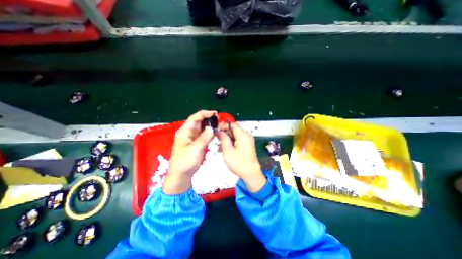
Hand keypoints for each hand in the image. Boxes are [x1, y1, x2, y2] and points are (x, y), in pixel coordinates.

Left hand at [164, 110, 217, 194]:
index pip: (194, 118)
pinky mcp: (197, 143)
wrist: (181, 175)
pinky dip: (210, 133)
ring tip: (220, 126)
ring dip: (211, 126)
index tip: (215, 113)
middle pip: (199, 122)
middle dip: (209, 120)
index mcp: (185, 131)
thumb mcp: (195, 149)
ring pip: (203, 128)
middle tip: (220, 121)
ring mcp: (193, 138)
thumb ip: (203, 138)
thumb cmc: (185, 162)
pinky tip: (216, 133)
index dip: (204, 114)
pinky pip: (204, 135)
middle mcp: (189, 132)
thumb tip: (211, 128)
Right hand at [218, 123, 264, 191]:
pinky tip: (226, 148)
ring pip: (235, 135)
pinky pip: (238, 140)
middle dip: (225, 132)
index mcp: (243, 135)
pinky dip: (232, 142)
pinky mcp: (248, 145)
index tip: (216, 129)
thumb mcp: (228, 151)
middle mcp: (247, 135)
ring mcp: (248, 140)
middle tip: (217, 138)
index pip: (232, 124)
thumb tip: (219, 131)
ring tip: (220, 145)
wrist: (251, 174)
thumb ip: (223, 139)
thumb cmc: (239, 163)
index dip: (224, 125)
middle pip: (234, 129)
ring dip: (227, 138)